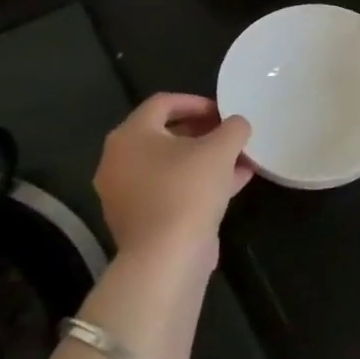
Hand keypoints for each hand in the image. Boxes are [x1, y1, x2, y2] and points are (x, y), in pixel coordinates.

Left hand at [94, 93, 253, 258]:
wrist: (167, 256)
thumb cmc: (189, 189)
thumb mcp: (222, 148)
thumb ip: (233, 127)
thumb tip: (236, 124)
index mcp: (130, 136)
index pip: (162, 103)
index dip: (196, 101)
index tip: (223, 110)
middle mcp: (119, 161)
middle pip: (164, 135)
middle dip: (203, 132)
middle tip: (230, 134)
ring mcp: (126, 194)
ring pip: (171, 165)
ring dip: (205, 159)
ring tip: (240, 159)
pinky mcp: (140, 220)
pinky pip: (171, 190)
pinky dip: (198, 183)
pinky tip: (234, 184)